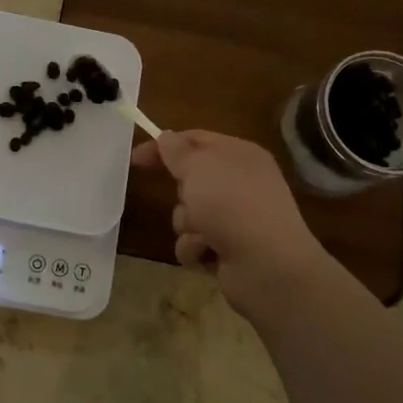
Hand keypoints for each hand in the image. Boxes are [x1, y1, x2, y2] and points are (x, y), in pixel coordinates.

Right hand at [131, 130, 332, 318]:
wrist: (267, 265)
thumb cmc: (232, 205)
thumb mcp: (198, 167)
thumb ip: (177, 150)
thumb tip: (167, 137)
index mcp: (240, 154)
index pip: (196, 139)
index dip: (164, 146)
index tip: (135, 159)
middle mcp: (240, 183)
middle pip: (191, 179)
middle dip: (182, 192)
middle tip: (190, 199)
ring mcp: (236, 217)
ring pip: (188, 213)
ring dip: (188, 224)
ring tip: (203, 232)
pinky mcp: (229, 247)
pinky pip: (195, 241)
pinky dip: (196, 247)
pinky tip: (209, 253)